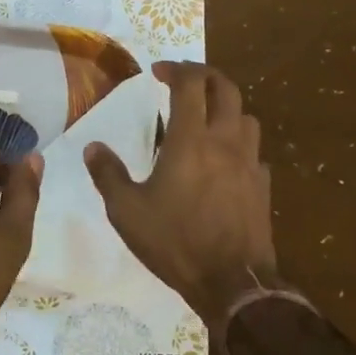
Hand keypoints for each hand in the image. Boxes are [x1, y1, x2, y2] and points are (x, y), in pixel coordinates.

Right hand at [84, 61, 277, 331]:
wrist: (234, 285)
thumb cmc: (176, 242)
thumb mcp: (127, 211)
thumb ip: (108, 174)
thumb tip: (93, 147)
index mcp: (191, 140)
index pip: (190, 84)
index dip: (175, 69)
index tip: (157, 72)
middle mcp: (224, 142)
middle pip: (226, 88)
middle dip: (204, 76)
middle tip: (183, 80)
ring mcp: (249, 163)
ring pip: (247, 116)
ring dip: (226, 107)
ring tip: (206, 117)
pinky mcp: (263, 187)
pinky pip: (255, 152)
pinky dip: (240, 144)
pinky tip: (226, 160)